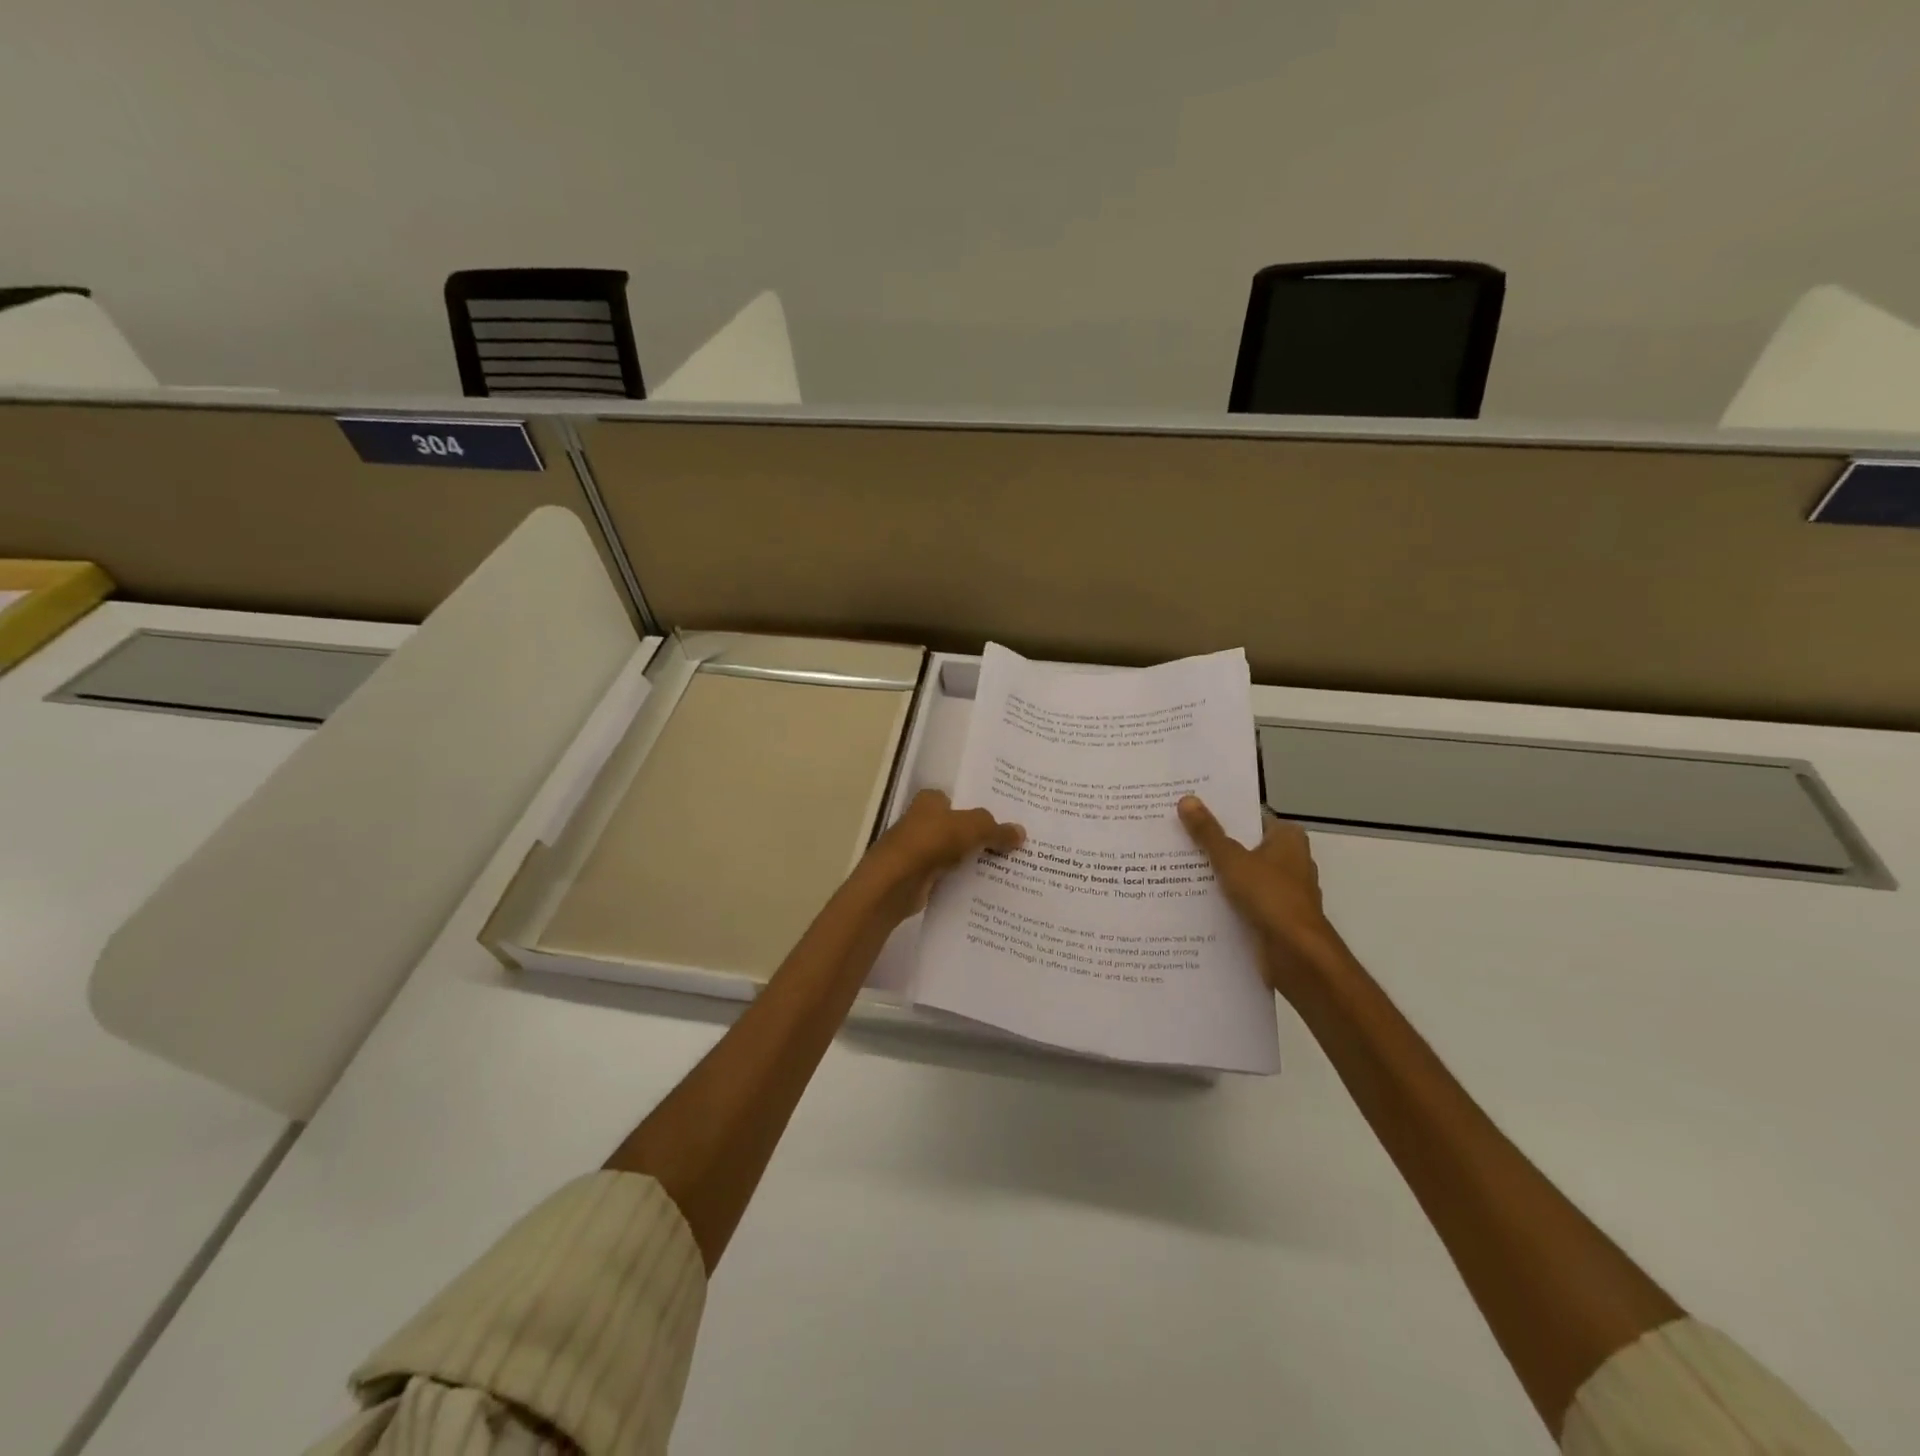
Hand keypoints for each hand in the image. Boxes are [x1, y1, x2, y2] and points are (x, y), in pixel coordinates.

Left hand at [854, 789, 1024, 923]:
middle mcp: (921, 822)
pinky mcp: (917, 877)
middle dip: (979, 835)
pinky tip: (985, 887)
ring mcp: (917, 851)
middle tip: (1012, 844)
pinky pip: (947, 876)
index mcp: (929, 801)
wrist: (896, 882)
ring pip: (953, 853)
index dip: (977, 807)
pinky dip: (962, 880)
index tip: (1003, 818)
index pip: (957, 799)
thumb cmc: (932, 841)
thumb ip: (996, 829)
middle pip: (956, 827)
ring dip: (972, 860)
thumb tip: (1021, 833)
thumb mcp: (972, 828)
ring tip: (1007, 867)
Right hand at [1178, 794, 1341, 997]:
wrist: (1297, 956)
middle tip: (1174, 835)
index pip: (1250, 816)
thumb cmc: (1269, 897)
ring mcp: (1283, 891)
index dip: (1222, 813)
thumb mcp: (1231, 860)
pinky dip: (1224, 899)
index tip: (1190, 810)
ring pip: (1242, 874)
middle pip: (1244, 845)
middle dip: (1213, 843)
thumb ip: (1208, 832)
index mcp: (1287, 839)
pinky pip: (1243, 900)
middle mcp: (1290, 860)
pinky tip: (1192, 899)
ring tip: (1175, 866)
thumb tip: (1186, 798)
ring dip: (1216, 874)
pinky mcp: (1275, 917)